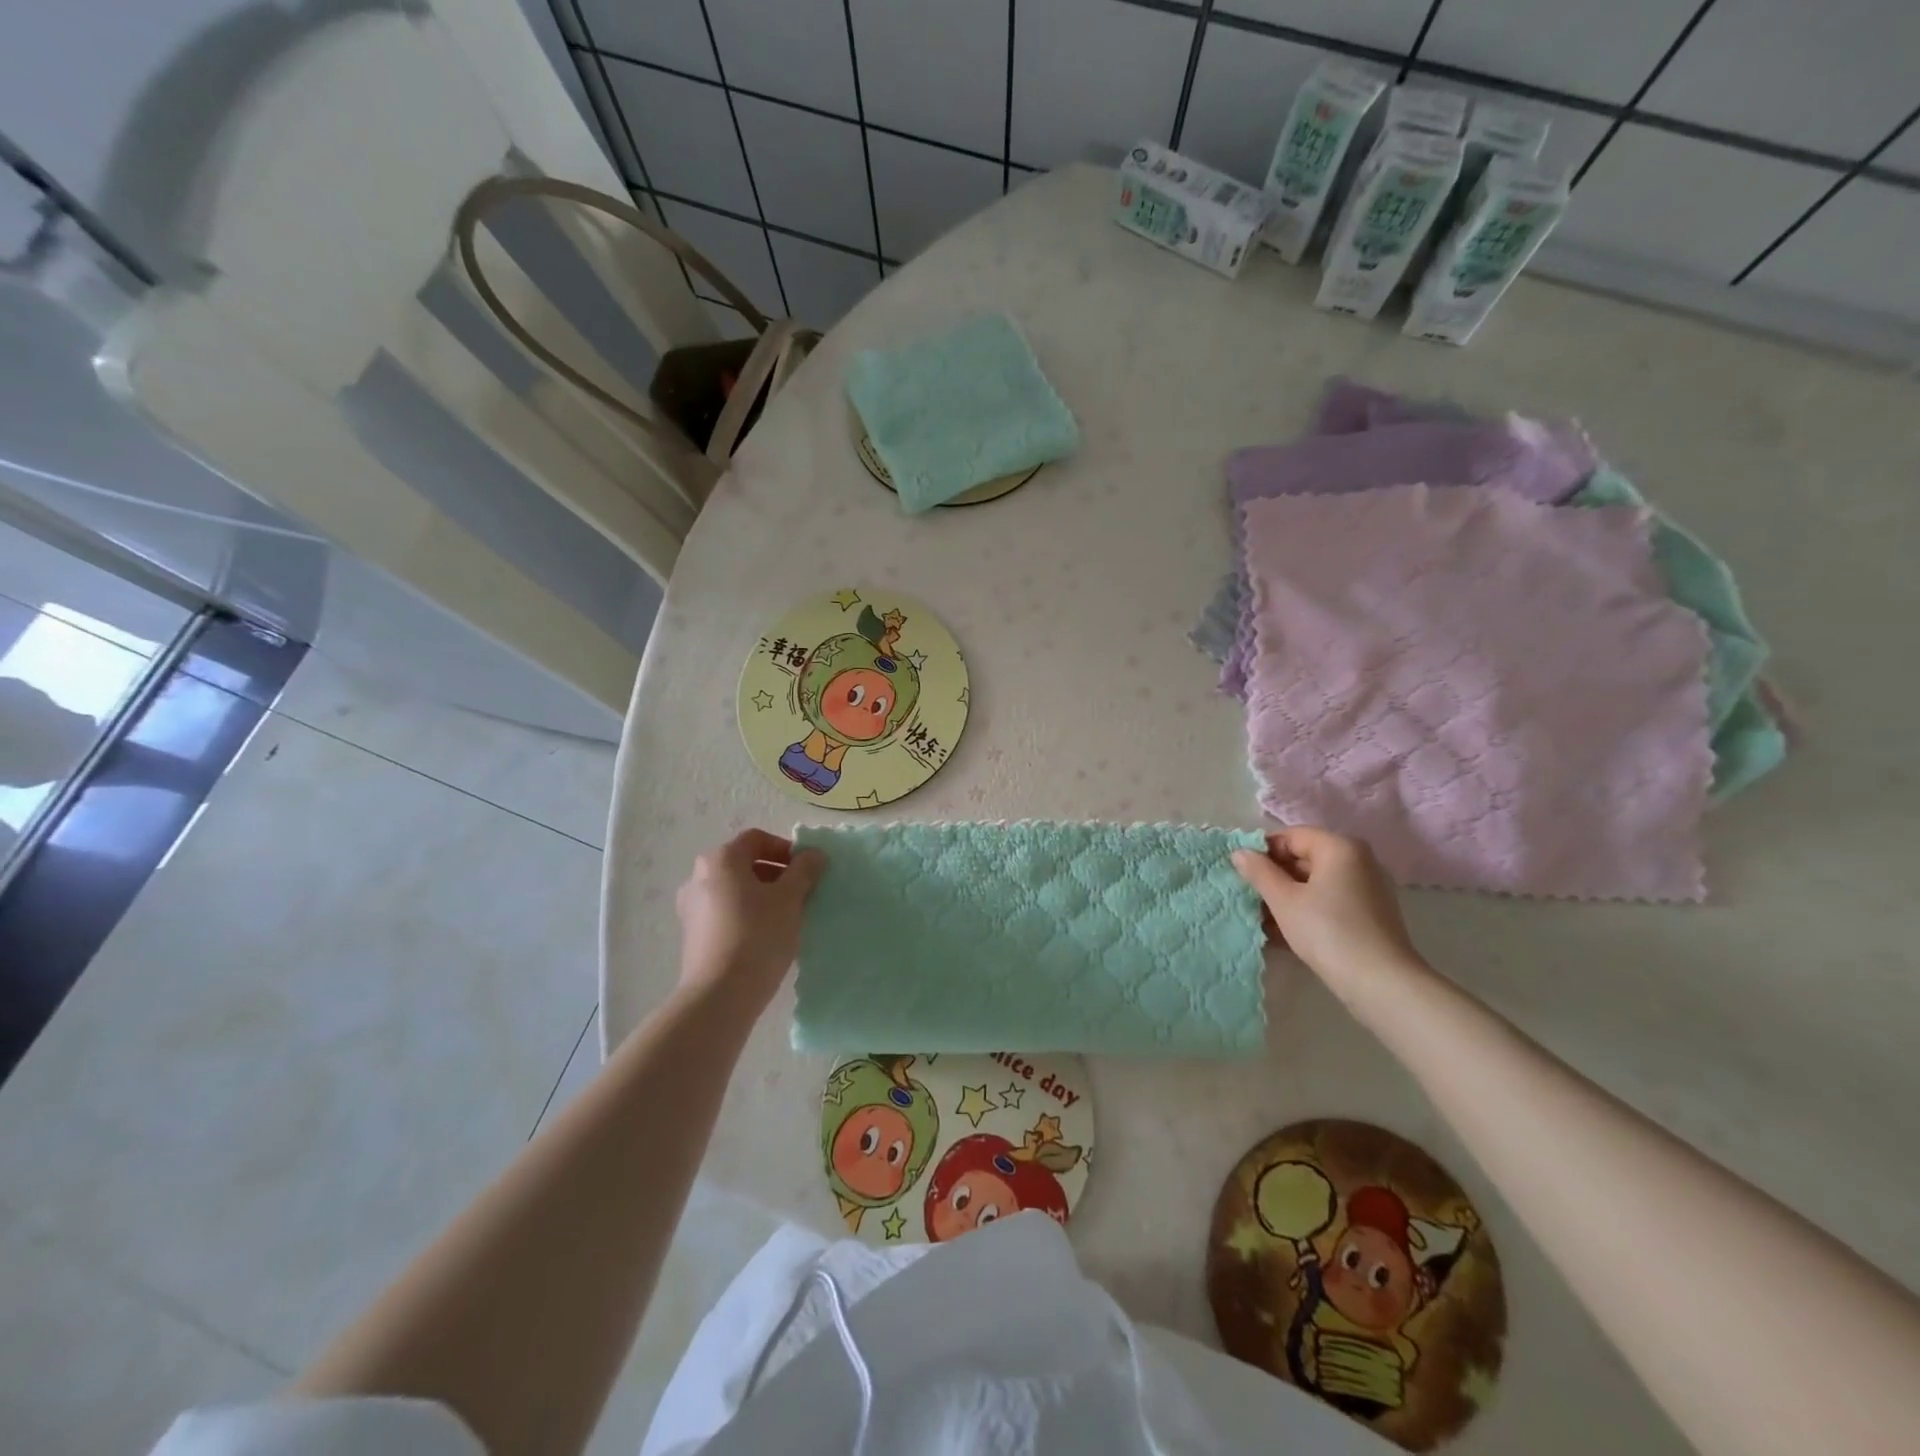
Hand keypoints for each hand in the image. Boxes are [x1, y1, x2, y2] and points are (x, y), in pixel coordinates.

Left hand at [675, 829, 825, 1013]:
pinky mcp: (693, 935)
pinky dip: (747, 915)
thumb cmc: (758, 935)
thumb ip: (804, 870)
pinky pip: (726, 912)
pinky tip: (766, 936)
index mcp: (721, 859)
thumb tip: (814, 854)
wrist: (720, 996)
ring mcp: (692, 907)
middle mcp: (699, 877)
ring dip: (763, 895)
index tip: (807, 869)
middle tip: (802, 893)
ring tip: (787, 917)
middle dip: (776, 874)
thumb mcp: (790, 898)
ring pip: (735, 890)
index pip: (757, 839)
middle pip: (744, 863)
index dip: (786, 849)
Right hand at [1232, 827, 1419, 982]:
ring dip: (1287, 896)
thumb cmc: (1327, 931)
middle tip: (1249, 897)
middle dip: (1274, 876)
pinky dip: (1306, 909)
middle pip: (1304, 858)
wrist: (1381, 983)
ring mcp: (1366, 888)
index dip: (1263, 851)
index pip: (1291, 836)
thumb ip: (1259, 872)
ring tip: (1261, 918)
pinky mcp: (1369, 914)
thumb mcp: (1284, 900)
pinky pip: (1329, 901)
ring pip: (1315, 883)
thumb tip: (1240, 852)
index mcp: (1340, 847)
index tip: (1241, 872)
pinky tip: (1283, 932)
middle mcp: (1358, 860)